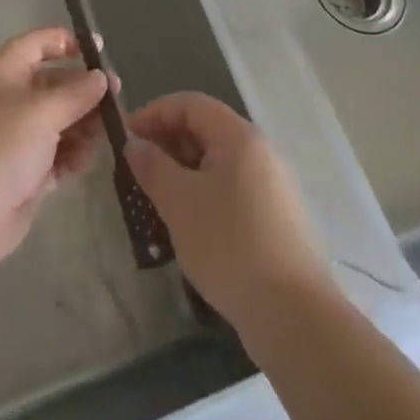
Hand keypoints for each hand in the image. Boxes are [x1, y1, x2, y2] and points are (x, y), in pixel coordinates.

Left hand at [0, 27, 111, 272]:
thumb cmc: (0, 146)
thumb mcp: (43, 111)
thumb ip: (77, 93)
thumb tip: (101, 77)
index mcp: (3, 72)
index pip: (37, 44)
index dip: (67, 42)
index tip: (99, 49)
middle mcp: (9, 98)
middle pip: (54, 84)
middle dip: (84, 90)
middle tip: (117, 100)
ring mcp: (16, 136)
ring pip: (59, 120)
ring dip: (83, 125)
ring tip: (106, 134)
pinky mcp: (25, 171)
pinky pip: (57, 154)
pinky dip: (73, 154)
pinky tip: (87, 160)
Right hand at [124, 92, 328, 324]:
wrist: (293, 315)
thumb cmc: (229, 244)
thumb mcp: (179, 202)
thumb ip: (152, 166)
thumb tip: (135, 145)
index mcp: (239, 136)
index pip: (190, 104)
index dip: (154, 113)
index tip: (127, 138)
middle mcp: (260, 152)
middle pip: (205, 130)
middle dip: (167, 144)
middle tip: (138, 171)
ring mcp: (272, 186)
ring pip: (217, 163)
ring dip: (183, 172)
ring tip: (156, 200)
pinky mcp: (276, 218)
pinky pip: (231, 189)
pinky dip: (203, 195)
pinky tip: (188, 226)